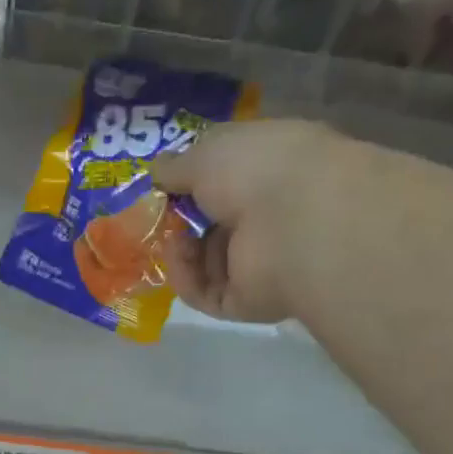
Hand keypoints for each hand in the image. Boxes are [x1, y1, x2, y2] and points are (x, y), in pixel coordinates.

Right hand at [149, 119, 341, 323]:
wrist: (295, 223)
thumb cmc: (258, 170)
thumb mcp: (206, 152)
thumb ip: (176, 165)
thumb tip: (157, 171)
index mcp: (272, 170)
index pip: (228, 183)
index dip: (193, 183)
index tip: (164, 185)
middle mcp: (270, 216)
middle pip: (212, 226)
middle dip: (180, 222)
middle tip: (157, 217)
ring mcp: (260, 262)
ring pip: (205, 262)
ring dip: (180, 251)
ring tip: (172, 239)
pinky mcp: (246, 301)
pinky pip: (205, 293)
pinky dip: (186, 278)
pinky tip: (179, 261)